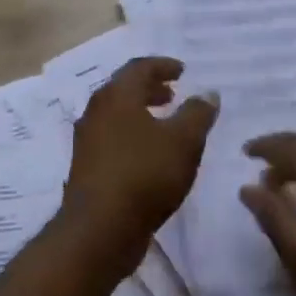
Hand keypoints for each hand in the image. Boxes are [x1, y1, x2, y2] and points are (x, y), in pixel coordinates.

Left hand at [62, 57, 217, 277]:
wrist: (99, 229)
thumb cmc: (144, 175)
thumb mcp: (184, 141)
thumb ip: (198, 113)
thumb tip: (207, 93)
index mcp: (116, 96)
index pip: (139, 67)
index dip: (163, 66)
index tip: (183, 71)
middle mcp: (96, 112)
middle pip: (124, 90)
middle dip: (151, 89)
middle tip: (174, 94)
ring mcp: (88, 142)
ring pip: (117, 116)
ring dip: (142, 114)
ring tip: (166, 125)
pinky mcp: (87, 168)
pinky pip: (113, 140)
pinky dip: (134, 136)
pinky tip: (151, 156)